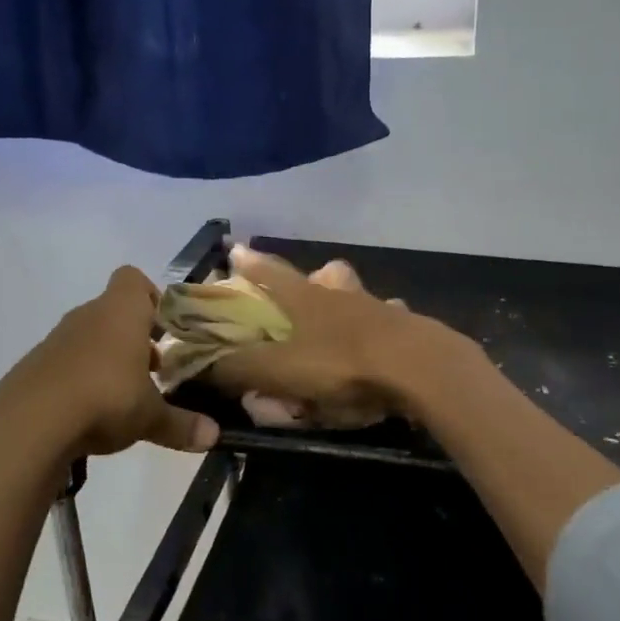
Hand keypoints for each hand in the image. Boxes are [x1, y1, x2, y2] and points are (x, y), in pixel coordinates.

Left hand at [0, 267, 219, 458]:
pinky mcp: (33, 369)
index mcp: (120, 313)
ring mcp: (55, 342)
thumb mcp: (150, 417)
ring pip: (90, 340)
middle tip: (154, 371)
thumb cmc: (104, 400)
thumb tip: (215, 436)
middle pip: (114, 312)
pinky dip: (80, 382)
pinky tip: (89, 415)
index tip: (165, 329)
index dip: (151, 298)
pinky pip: (65, 365)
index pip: (133, 280)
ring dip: (108, 361)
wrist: (27, 425)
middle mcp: (87, 317)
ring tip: (124, 397)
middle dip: (135, 339)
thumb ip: (182, 425)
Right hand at [209, 245, 467, 419]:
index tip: (235, 250)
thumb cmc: (341, 365)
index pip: (270, 273)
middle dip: (312, 278)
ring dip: (351, 299)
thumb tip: (200, 363)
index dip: (250, 263)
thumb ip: (238, 368)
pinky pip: (392, 322)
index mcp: (306, 299)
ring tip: (344, 318)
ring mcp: (380, 308)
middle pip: (325, 274)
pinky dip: (384, 328)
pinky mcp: (410, 328)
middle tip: (307, 289)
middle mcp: (342, 295)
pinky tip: (384, 345)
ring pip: (361, 293)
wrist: (419, 369)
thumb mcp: (279, 370)